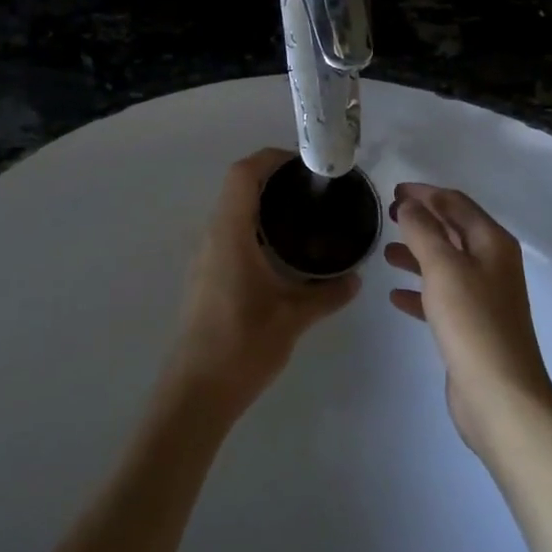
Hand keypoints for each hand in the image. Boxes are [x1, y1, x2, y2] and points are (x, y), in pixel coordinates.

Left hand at [167, 149, 359, 414]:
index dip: (271, 158)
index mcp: (230, 233)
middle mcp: (213, 236)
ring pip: (231, 210)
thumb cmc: (242, 345)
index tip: (304, 164)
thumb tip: (356, 278)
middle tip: (312, 188)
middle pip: (236, 187)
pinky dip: (254, 225)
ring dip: (261, 202)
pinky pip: (230, 233)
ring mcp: (206, 256)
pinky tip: (281, 250)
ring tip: (303, 213)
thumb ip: (327, 294)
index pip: (243, 174)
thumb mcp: (293, 318)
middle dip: (272, 178)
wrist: (195, 392)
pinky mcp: (206, 275)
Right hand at [386, 182, 551, 455]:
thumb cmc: (472, 321)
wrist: (500, 396)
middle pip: (452, 230)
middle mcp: (492, 264)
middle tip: (386, 216)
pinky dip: (419, 290)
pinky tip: (396, 296)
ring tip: (385, 253)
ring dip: (417, 254)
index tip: (392, 191)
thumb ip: (422, 230)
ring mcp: (484, 296)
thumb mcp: (443, 266)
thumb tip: (409, 205)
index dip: (424, 193)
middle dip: (420, 220)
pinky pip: (441, 296)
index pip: (455, 203)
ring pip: (445, 263)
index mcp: (492, 243)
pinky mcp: (472, 326)